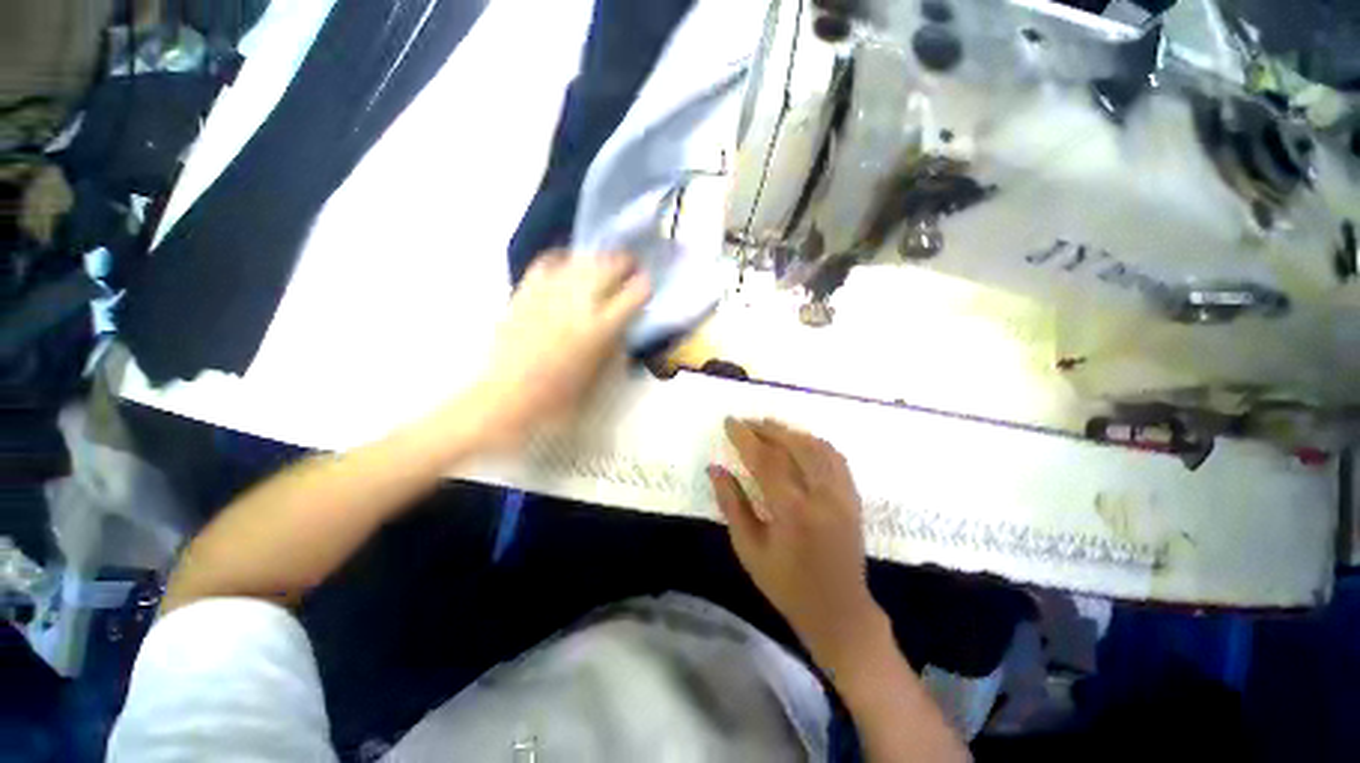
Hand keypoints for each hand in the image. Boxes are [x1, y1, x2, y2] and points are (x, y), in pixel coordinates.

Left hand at [467, 252, 649, 450]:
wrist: (508, 399)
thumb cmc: (561, 397)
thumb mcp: (601, 376)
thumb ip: (615, 346)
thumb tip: (623, 324)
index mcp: (601, 328)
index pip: (633, 295)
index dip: (645, 286)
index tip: (647, 286)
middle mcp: (578, 304)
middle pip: (608, 267)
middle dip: (625, 262)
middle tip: (631, 264)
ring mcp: (550, 294)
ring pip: (581, 261)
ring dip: (598, 258)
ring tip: (604, 261)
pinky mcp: (525, 293)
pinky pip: (546, 263)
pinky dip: (562, 258)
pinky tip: (568, 261)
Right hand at [708, 419, 885, 672]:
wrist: (840, 612)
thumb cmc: (787, 585)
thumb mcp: (749, 549)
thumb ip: (732, 505)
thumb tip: (715, 469)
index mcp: (793, 511)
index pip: (766, 460)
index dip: (745, 437)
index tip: (729, 422)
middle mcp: (822, 496)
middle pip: (794, 445)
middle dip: (766, 428)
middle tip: (745, 422)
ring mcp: (843, 494)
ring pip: (816, 446)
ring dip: (790, 431)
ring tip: (767, 426)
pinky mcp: (853, 497)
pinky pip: (835, 457)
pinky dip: (813, 442)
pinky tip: (799, 441)